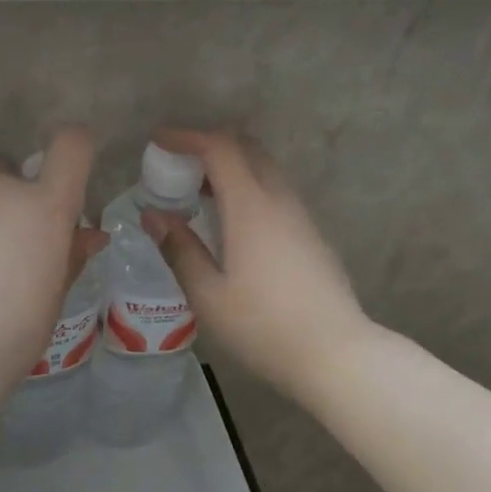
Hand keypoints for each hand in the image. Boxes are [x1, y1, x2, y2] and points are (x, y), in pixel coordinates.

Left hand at [0, 126, 107, 393]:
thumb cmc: (17, 328)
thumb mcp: (56, 294)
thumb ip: (71, 254)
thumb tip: (91, 234)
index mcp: (45, 206)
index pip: (71, 146)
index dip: (74, 149)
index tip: (68, 172)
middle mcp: (1, 191)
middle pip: (8, 172)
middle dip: (9, 199)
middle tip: (6, 246)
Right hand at [139, 128, 371, 402]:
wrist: (337, 355)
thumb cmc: (264, 327)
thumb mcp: (209, 295)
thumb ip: (180, 249)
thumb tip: (153, 215)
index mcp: (251, 207)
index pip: (220, 148)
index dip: (187, 137)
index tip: (158, 140)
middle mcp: (279, 199)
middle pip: (246, 148)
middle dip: (210, 145)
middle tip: (178, 165)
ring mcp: (300, 215)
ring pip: (264, 168)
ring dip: (231, 166)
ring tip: (199, 193)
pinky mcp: (311, 233)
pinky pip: (275, 190)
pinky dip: (248, 185)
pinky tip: (232, 220)